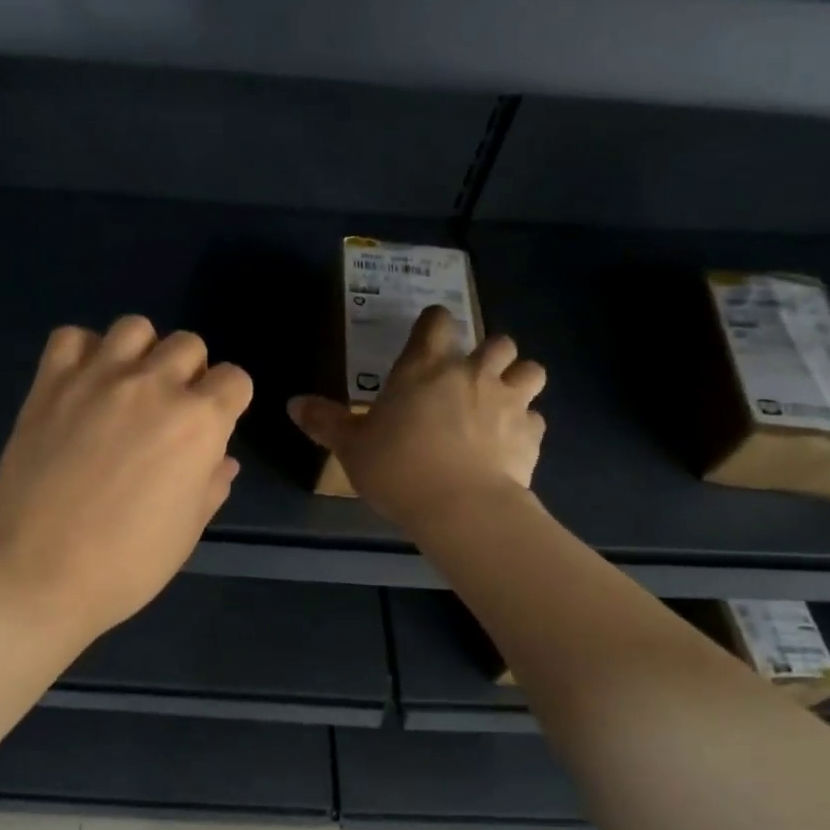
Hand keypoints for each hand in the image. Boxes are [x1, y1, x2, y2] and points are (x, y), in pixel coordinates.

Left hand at [0, 315, 253, 640]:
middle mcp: (153, 386)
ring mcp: (97, 378)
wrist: (35, 573)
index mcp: (198, 423)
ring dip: (141, 352)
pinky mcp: (50, 383)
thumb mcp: (186, 533)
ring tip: (126, 389)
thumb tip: (221, 460)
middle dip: (189, 373)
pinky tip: (81, 386)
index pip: (234, 380)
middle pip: (188, 344)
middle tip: (168, 412)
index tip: (212, 426)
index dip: (228, 402)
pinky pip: (71, 337)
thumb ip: (210, 486)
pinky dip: (82, 352)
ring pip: (134, 327)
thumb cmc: (124, 565)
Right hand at [288, 305, 544, 528]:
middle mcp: (472, 373)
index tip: (428, 335)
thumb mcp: (351, 446)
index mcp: (425, 366)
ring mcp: (509, 401)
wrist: (461, 508)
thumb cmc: (397, 467)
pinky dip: (525, 425)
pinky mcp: (531, 434)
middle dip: (488, 352)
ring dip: (518, 379)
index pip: (437, 322)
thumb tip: (293, 403)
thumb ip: (325, 421)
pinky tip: (509, 443)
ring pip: (530, 370)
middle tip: (469, 376)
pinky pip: (536, 419)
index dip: (434, 323)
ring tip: (502, 400)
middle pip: (497, 342)